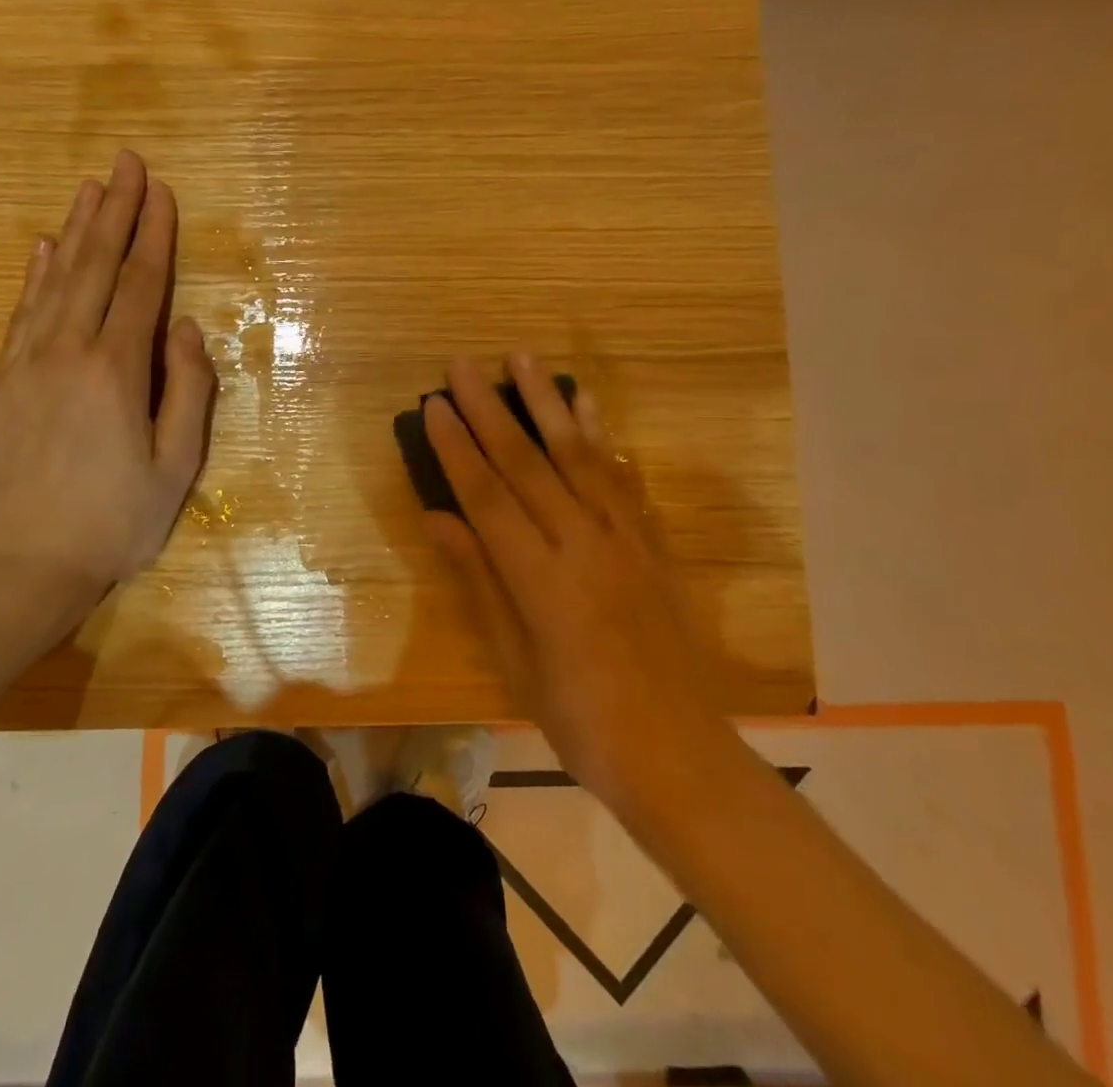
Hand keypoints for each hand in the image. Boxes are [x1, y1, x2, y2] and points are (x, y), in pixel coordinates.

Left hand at [0, 150, 215, 616]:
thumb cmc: (117, 521)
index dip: (153, 236)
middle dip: (115, 211)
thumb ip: (188, 391)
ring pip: (55, 281)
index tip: (161, 191)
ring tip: (91, 187)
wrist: (28, 567)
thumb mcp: (177, 466)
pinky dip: (35, 275)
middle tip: (126, 161)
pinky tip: (46, 247)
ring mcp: (25, 364)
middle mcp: (66, 354)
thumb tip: (186, 328)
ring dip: (76, 230)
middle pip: (94, 268)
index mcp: (116, 373)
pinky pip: (20, 314)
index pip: (139, 286)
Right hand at [423, 354, 728, 807]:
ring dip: (548, 402)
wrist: (678, 754)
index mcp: (542, 581)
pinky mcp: (651, 543)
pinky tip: (588, 405)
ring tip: (524, 358)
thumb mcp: (515, 659)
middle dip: (491, 408)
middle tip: (463, 364)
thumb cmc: (581, 720)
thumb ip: (479, 579)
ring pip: (578, 455)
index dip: (456, 447)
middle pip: (528, 464)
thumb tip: (437, 517)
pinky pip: (621, 477)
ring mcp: (623, 539)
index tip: (433, 404)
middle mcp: (583, 545)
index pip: (488, 497)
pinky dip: (601, 435)